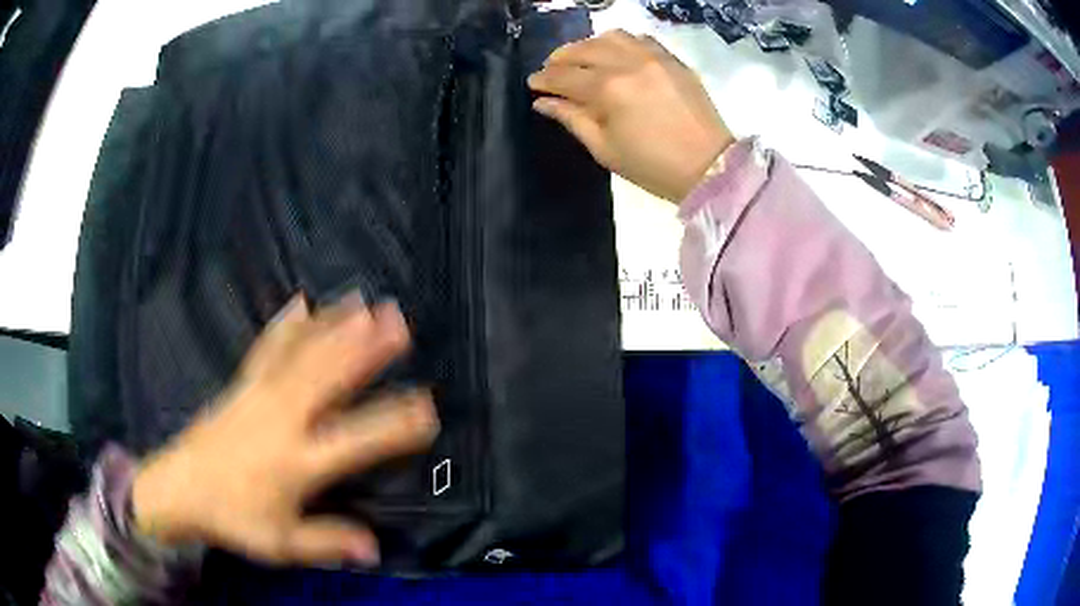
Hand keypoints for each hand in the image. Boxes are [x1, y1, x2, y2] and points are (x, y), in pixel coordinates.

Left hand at [131, 295, 438, 566]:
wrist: (180, 488)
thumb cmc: (233, 518)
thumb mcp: (281, 544)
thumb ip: (328, 542)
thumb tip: (375, 549)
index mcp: (298, 461)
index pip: (358, 439)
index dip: (396, 424)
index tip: (427, 407)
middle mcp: (284, 419)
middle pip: (330, 378)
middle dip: (366, 349)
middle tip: (398, 322)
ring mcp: (261, 394)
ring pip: (304, 355)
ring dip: (336, 327)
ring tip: (362, 303)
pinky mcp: (242, 384)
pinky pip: (268, 348)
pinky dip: (287, 325)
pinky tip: (301, 304)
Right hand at [528, 30, 734, 201]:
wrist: (709, 167)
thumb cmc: (652, 166)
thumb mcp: (604, 149)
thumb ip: (572, 119)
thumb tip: (543, 103)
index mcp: (608, 89)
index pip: (564, 76)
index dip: (543, 79)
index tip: (533, 84)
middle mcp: (628, 63)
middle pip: (584, 49)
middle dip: (561, 58)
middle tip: (552, 70)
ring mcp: (654, 57)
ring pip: (611, 36)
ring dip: (589, 44)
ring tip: (583, 58)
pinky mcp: (672, 60)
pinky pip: (640, 39)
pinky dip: (621, 42)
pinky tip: (616, 55)